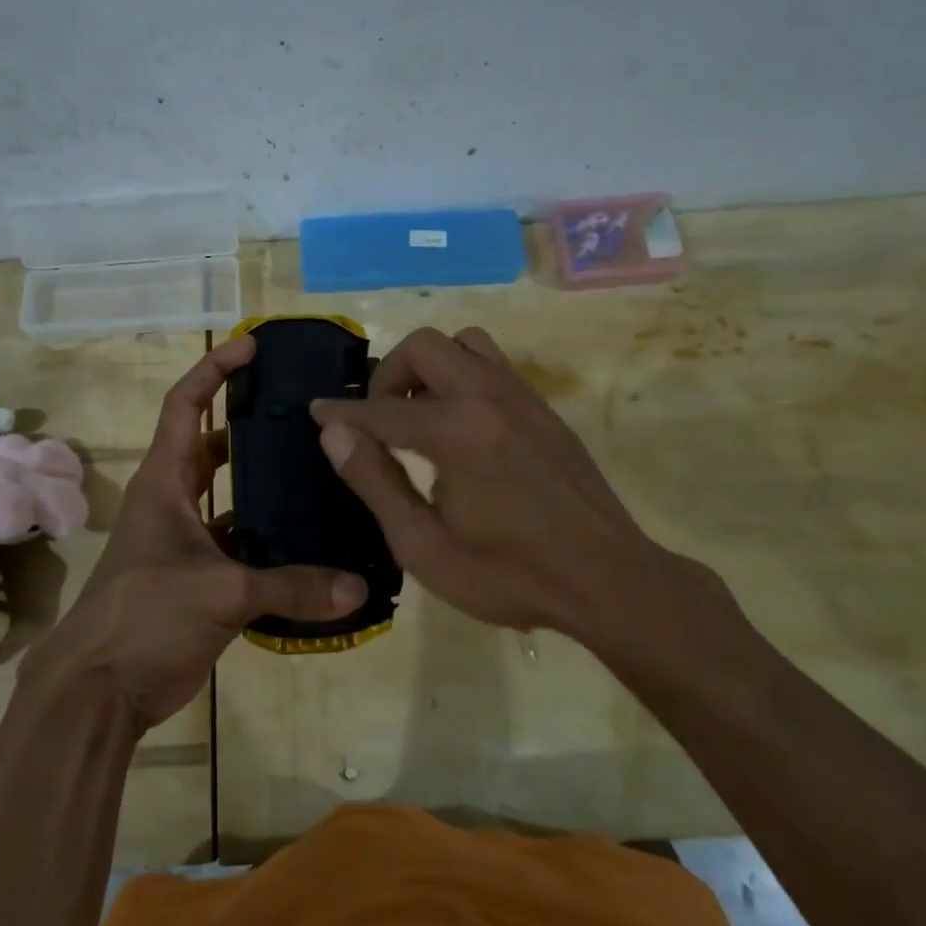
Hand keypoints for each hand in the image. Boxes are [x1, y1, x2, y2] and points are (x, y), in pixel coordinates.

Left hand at [26, 336, 367, 730]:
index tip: (252, 347)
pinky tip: (312, 546)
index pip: (185, 406)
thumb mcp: (220, 593)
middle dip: (252, 426)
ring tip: (321, 475)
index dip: (215, 371)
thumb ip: (291, 586)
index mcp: (165, 483)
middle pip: (214, 448)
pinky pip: (241, 548)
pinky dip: (270, 545)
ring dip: (266, 490)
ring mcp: (186, 542)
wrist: (100, 689)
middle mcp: (174, 503)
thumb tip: (358, 587)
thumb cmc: (145, 616)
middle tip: (306, 416)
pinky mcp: (199, 580)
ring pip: (231, 500)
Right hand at [311, 326, 688, 646]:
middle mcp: (489, 397)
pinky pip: (493, 365)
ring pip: (464, 344)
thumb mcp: (425, 546)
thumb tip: (335, 434)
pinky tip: (461, 427)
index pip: (381, 409)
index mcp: (457, 431)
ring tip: (420, 416)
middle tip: (378, 422)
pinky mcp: (544, 409)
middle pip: (424, 347)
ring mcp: (523, 397)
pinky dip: (462, 377)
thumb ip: (376, 483)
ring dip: (430, 368)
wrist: (608, 581)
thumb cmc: (509, 575)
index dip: (342, 412)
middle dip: (388, 376)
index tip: (316, 411)